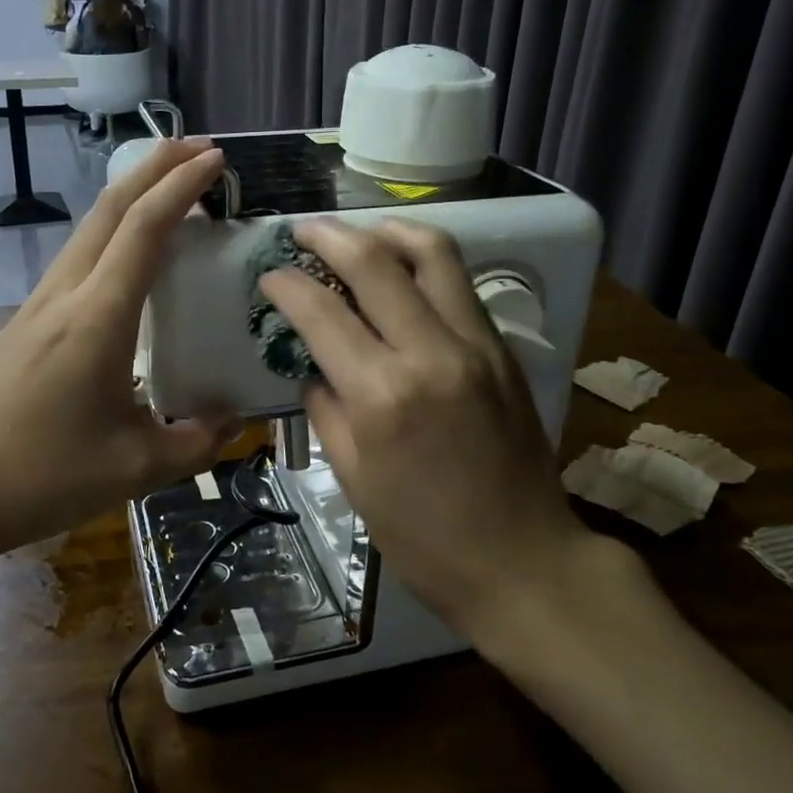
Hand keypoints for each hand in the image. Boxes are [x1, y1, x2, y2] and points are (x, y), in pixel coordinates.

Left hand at [0, 139, 234, 565]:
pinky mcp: (23, 327)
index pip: (144, 228)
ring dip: (129, 198)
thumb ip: (197, 442)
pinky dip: (110, 235)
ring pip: (87, 230)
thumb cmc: (41, 475)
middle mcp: (65, 296)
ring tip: (168, 193)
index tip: (216, 159)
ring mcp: (37, 307)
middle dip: (154, 167)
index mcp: (98, 317)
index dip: (182, 185)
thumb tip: (235, 422)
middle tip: (198, 150)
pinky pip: (75, 260)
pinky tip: (125, 261)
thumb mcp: (136, 467)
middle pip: (109, 208)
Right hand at [259, 218, 631, 631]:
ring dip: (386, 231)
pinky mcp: (502, 349)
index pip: (322, 312)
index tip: (269, 275)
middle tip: (302, 232)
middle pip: (375, 261)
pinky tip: (401, 272)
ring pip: (432, 253)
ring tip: (359, 234)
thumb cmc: (424, 537)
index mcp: (383, 396)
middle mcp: (431, 353)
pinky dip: (424, 262)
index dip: (287, 284)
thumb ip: (327, 408)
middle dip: (329, 236)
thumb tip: (313, 366)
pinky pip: (459, 284)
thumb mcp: (353, 479)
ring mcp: (476, 344)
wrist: (524, 561)